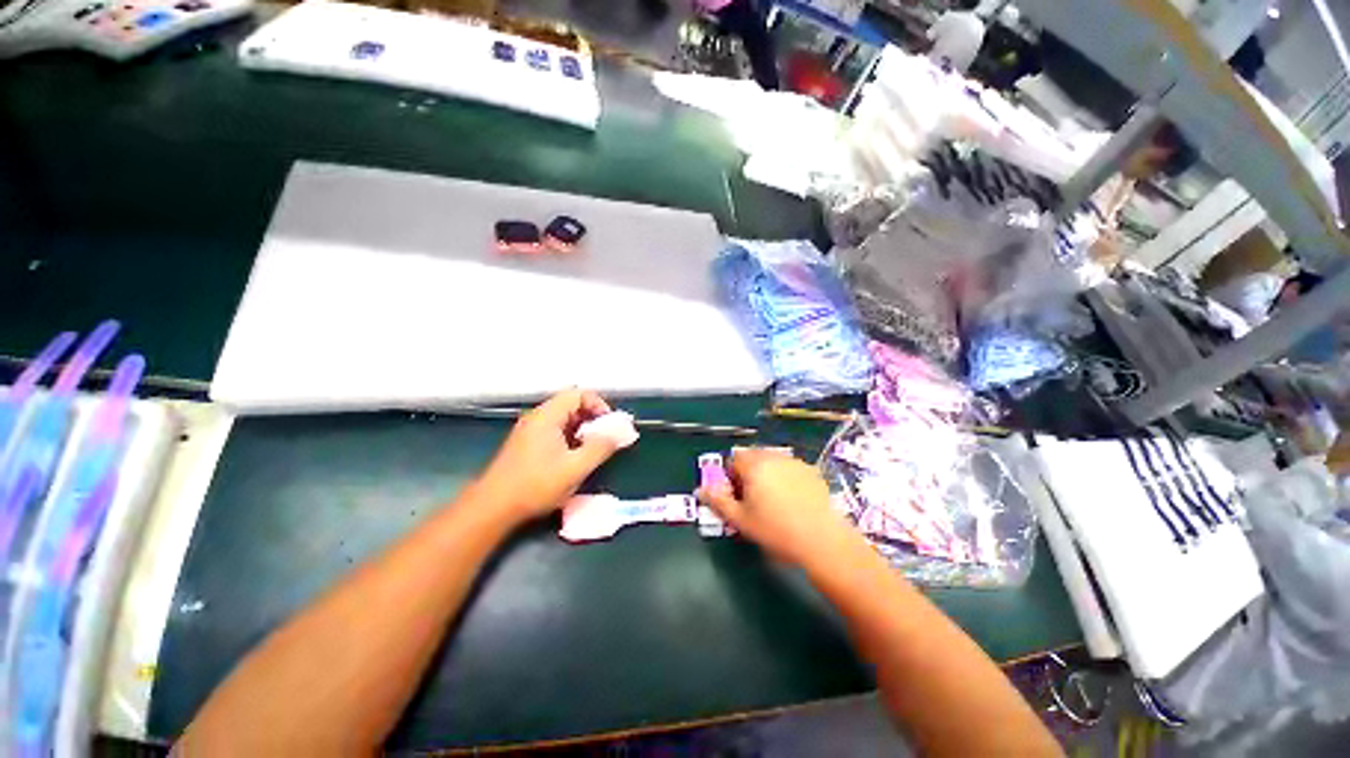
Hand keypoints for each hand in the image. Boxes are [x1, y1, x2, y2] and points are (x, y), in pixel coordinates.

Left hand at [477, 389, 621, 522]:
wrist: (493, 508)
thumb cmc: (535, 485)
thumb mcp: (575, 468)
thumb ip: (600, 448)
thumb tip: (618, 434)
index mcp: (547, 416)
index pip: (579, 394)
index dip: (599, 405)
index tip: (610, 426)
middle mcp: (537, 417)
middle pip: (572, 404)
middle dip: (593, 418)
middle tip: (605, 438)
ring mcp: (530, 430)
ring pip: (564, 419)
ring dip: (583, 430)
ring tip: (592, 450)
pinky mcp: (527, 444)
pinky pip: (555, 431)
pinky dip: (570, 438)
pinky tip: (574, 459)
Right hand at [697, 447, 857, 568]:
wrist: (823, 540)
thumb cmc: (775, 530)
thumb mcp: (740, 520)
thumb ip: (718, 501)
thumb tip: (700, 490)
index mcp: (755, 465)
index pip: (734, 458)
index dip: (731, 476)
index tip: (737, 496)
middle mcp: (774, 457)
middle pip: (754, 456)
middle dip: (748, 473)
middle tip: (753, 499)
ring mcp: (795, 462)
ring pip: (772, 461)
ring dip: (766, 473)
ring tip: (773, 500)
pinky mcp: (812, 471)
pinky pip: (790, 468)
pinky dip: (785, 477)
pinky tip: (793, 500)